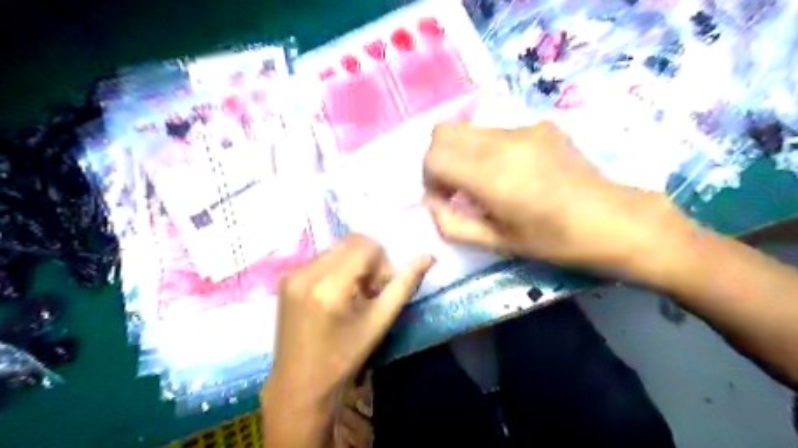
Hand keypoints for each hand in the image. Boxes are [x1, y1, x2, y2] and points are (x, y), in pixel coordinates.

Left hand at [265, 236, 433, 407]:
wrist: (300, 385)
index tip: (381, 289)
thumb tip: (429, 257)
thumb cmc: (344, 358)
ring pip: (337, 248)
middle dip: (368, 261)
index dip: (381, 263)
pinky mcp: (286, 278)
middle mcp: (306, 273)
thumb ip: (404, 286)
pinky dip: (338, 269)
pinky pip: (322, 258)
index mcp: (329, 287)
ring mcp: (292, 274)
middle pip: (351, 242)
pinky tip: (336, 296)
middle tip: (370, 291)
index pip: (366, 246)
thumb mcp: (379, 323)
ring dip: (353, 264)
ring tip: (353, 295)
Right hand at [424, 122, 692, 274]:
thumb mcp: (497, 242)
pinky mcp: (541, 126)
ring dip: (464, 154)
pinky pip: (496, 132)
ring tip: (486, 183)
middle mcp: (503, 142)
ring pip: (469, 129)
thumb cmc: (555, 241)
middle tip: (456, 187)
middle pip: (443, 132)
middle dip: (439, 160)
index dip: (429, 179)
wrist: (615, 220)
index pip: (433, 157)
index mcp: (491, 175)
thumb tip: (433, 204)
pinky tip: (514, 174)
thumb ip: (453, 224)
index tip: (446, 199)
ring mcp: (524, 128)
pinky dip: (488, 150)